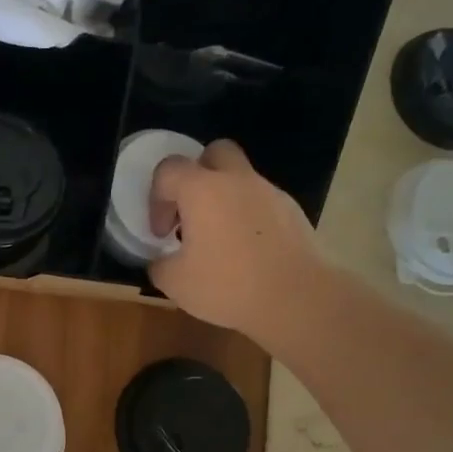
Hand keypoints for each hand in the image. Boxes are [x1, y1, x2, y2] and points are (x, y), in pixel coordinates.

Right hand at [148, 139, 322, 338]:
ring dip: (224, 199)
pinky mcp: (293, 212)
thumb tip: (161, 261)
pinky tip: (246, 252)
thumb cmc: (228, 285)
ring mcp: (270, 193)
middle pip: (215, 153)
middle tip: (191, 212)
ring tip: (219, 240)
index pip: (169, 170)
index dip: (156, 199)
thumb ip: (160, 265)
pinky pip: (261, 202)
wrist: (296, 298)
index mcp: (202, 190)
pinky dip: (248, 217)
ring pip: (241, 179)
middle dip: (197, 176)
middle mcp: (237, 181)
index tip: (161, 233)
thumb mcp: (175, 283)